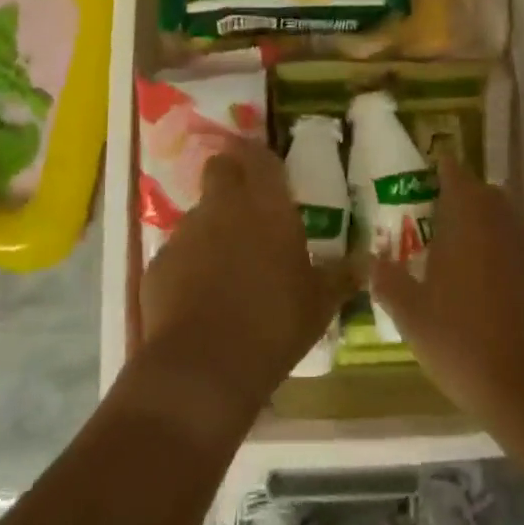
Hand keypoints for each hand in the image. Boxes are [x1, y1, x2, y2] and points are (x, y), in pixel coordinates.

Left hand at [140, 136, 349, 419]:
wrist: (202, 367)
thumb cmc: (274, 324)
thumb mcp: (319, 304)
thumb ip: (340, 276)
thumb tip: (364, 262)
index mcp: (267, 206)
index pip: (260, 157)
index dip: (261, 158)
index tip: (268, 169)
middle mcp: (223, 207)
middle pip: (220, 169)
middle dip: (230, 177)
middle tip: (249, 207)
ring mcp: (186, 233)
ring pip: (199, 213)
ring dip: (213, 227)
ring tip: (229, 264)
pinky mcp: (158, 263)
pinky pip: (179, 252)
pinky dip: (190, 264)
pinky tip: (202, 296)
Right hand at [370, 156, 523, 431]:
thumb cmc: (466, 342)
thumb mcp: (413, 318)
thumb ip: (390, 283)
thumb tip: (371, 262)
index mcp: (469, 219)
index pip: (455, 176)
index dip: (443, 171)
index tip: (432, 172)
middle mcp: (507, 223)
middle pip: (487, 197)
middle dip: (467, 203)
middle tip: (444, 224)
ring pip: (511, 227)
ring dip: (492, 234)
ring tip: (470, 262)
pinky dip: (514, 265)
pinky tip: (503, 296)